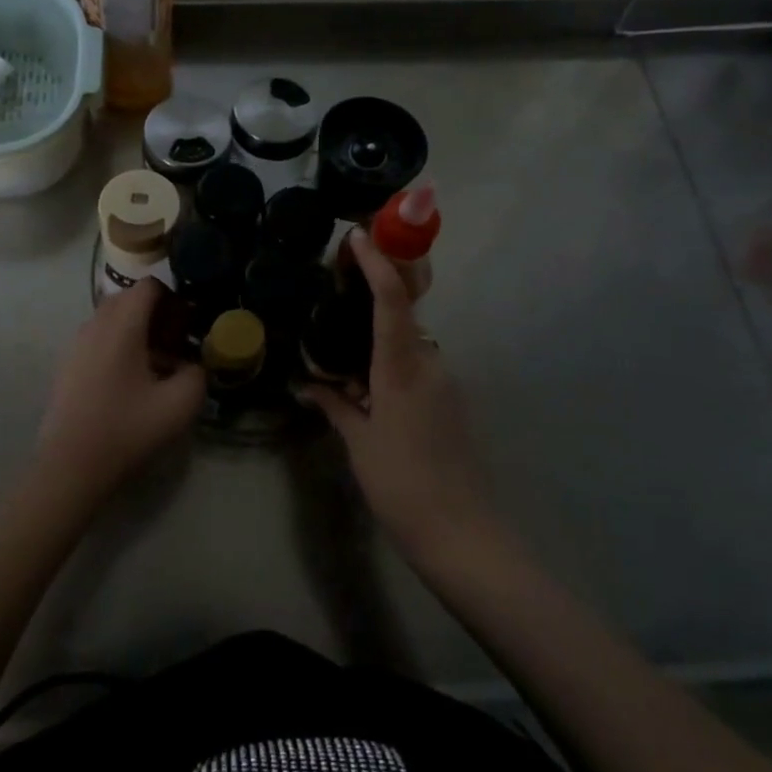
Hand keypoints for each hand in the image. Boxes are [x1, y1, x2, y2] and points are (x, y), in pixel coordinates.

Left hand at [34, 278, 205, 500]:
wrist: (70, 466)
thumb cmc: (126, 429)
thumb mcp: (180, 404)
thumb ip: (197, 373)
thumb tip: (192, 364)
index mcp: (121, 325)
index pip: (149, 286)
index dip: (175, 298)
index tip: (189, 325)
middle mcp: (95, 324)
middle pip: (129, 299)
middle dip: (157, 314)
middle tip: (177, 344)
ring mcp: (76, 344)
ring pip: (112, 320)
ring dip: (137, 331)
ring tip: (157, 366)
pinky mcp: (67, 365)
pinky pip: (98, 339)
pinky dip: (118, 346)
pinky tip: (131, 383)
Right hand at [300, 230, 499, 560]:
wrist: (463, 535)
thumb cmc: (402, 485)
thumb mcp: (360, 443)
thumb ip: (335, 405)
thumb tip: (308, 383)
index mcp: (402, 369)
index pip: (391, 301)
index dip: (377, 264)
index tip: (358, 236)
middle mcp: (429, 365)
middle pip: (403, 313)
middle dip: (376, 293)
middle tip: (340, 287)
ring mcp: (445, 383)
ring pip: (408, 342)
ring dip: (379, 337)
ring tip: (341, 350)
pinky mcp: (451, 402)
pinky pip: (416, 366)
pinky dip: (391, 364)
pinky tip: (366, 389)